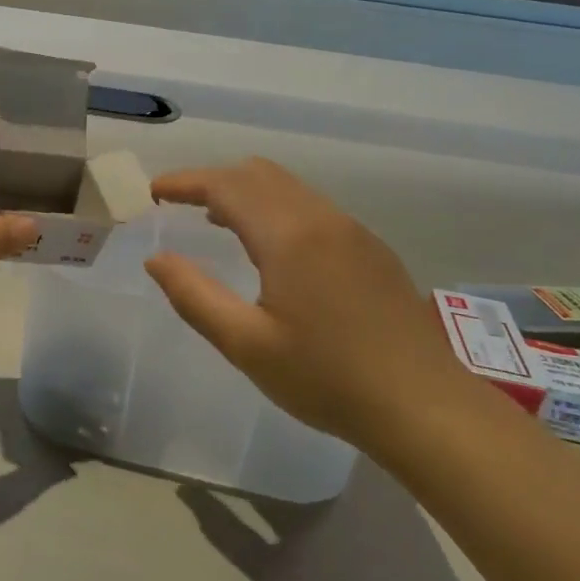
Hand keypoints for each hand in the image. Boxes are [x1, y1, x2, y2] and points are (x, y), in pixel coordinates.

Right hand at [145, 158, 481, 445]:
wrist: (425, 406)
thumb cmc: (327, 379)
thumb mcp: (246, 344)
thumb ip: (194, 296)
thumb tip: (157, 259)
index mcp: (289, 235)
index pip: (226, 185)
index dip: (185, 182)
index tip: (154, 192)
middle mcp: (322, 218)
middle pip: (258, 174)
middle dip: (213, 180)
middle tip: (179, 204)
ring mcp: (353, 230)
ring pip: (288, 187)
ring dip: (246, 192)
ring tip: (215, 220)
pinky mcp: (371, 248)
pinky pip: (312, 207)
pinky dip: (276, 207)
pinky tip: (271, 248)